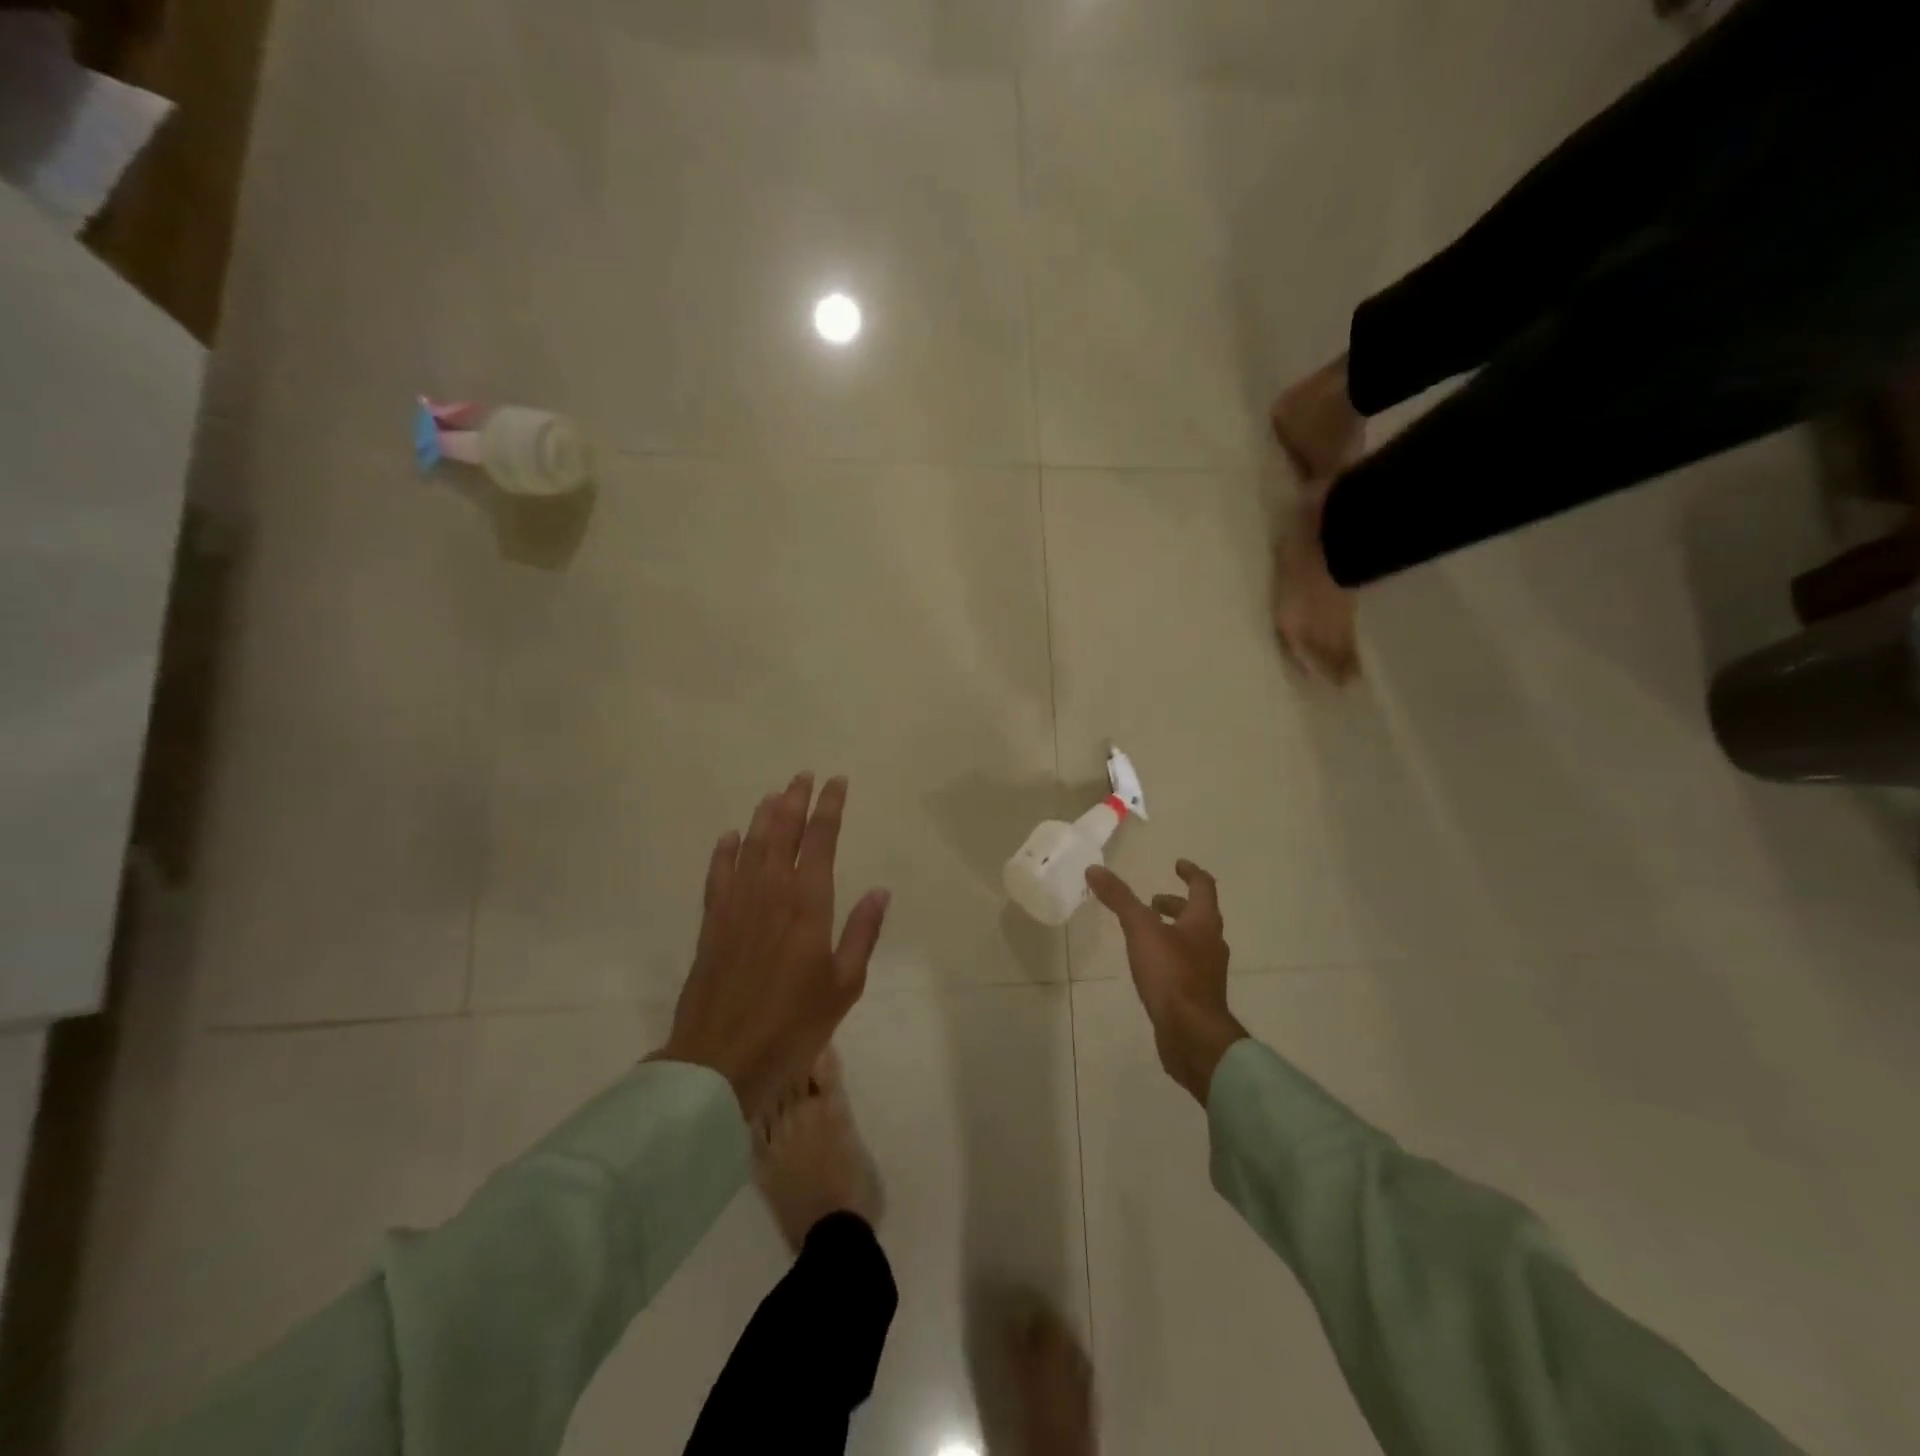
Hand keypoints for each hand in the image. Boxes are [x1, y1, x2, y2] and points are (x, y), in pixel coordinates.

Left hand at [657, 773, 889, 1119]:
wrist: (722, 1058)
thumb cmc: (794, 1024)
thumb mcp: (845, 984)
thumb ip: (862, 932)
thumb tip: (879, 890)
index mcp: (808, 905)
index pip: (820, 841)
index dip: (829, 808)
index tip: (836, 782)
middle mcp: (771, 893)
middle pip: (782, 833)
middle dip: (795, 800)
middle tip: (804, 776)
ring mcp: (737, 905)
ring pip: (751, 846)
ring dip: (764, 816)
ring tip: (775, 795)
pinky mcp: (712, 923)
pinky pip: (718, 875)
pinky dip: (724, 851)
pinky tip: (730, 836)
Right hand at [1086, 859, 1246, 1103]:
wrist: (1192, 1035)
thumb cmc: (1172, 974)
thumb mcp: (1141, 930)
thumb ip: (1119, 899)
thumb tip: (1095, 868)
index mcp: (1204, 923)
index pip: (1203, 887)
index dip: (1191, 873)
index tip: (1177, 865)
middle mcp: (1211, 944)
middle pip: (1198, 915)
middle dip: (1176, 905)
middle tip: (1153, 902)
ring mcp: (1207, 972)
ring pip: (1192, 941)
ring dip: (1173, 931)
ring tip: (1145, 933)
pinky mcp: (1197, 996)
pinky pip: (1185, 966)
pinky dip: (1169, 956)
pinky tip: (1149, 967)